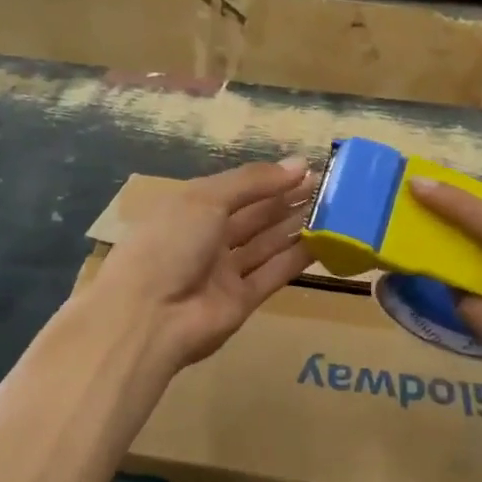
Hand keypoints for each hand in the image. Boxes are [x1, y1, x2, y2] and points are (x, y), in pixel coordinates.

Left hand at [90, 158, 314, 371]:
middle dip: (288, 199)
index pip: (237, 189)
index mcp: (191, 208)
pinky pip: (273, 273)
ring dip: (296, 225)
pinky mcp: (242, 301)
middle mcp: (208, 237)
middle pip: (255, 215)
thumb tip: (299, 164)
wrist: (147, 317)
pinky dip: (297, 257)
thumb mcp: (206, 198)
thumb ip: (253, 182)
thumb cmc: (170, 243)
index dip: (270, 179)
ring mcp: (224, 271)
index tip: (307, 168)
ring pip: (267, 243)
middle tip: (329, 187)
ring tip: (334, 208)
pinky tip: (324, 241)